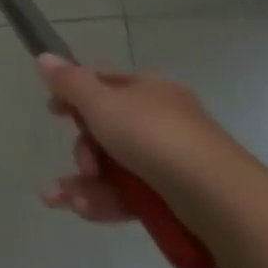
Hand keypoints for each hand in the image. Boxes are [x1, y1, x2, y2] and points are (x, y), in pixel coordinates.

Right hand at [37, 54, 243, 224]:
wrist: (223, 204)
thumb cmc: (156, 138)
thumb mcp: (102, 103)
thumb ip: (69, 83)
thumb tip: (44, 57)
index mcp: (152, 92)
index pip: (106, 85)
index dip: (75, 95)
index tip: (52, 111)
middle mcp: (164, 124)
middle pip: (108, 131)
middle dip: (82, 151)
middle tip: (82, 165)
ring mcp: (174, 165)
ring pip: (117, 169)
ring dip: (86, 183)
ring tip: (62, 200)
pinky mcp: (179, 203)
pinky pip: (133, 197)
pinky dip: (106, 202)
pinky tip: (83, 211)